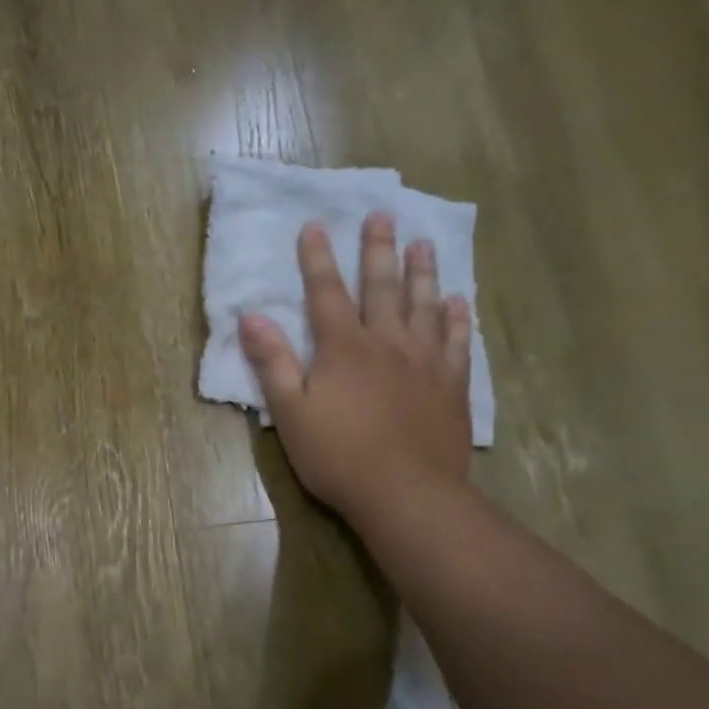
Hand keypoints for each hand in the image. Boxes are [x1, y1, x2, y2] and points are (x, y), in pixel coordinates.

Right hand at [241, 215, 472, 516]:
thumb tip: (250, 317)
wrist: (407, 494)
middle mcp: (387, 343)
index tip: (315, 224)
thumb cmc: (339, 456)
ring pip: (425, 305)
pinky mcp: (451, 386)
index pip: (327, 292)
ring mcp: (425, 362)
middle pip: (382, 287)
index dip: (318, 258)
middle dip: (378, 249)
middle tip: (382, 214)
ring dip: (422, 272)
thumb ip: (273, 363)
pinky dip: (457, 319)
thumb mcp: (291, 413)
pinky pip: (457, 342)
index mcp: (344, 348)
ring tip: (423, 242)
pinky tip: (458, 302)